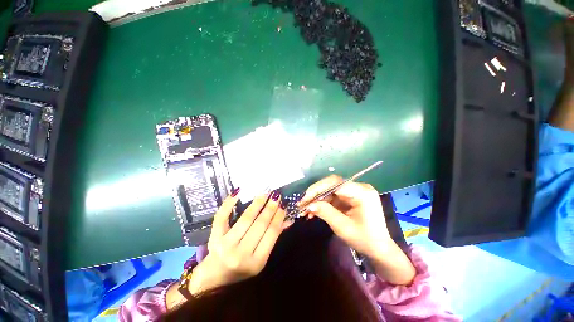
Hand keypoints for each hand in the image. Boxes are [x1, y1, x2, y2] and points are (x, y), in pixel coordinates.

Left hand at [188, 190, 292, 294]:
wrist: (214, 278)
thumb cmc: (241, 269)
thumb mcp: (260, 258)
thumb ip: (273, 238)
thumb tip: (288, 220)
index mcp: (256, 262)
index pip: (271, 234)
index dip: (278, 217)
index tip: (283, 205)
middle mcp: (241, 254)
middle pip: (260, 225)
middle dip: (270, 208)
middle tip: (276, 195)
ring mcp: (225, 245)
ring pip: (245, 219)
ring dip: (257, 203)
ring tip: (265, 193)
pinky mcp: (214, 237)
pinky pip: (222, 217)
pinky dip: (229, 203)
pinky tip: (239, 192)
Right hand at [299, 175, 391, 257]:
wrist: (379, 249)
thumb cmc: (364, 239)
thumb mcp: (343, 227)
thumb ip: (325, 212)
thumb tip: (309, 205)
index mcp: (362, 193)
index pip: (335, 184)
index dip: (317, 189)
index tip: (305, 200)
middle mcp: (359, 187)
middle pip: (332, 184)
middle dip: (316, 193)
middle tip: (303, 203)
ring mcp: (355, 191)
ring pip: (330, 190)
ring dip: (318, 199)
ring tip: (306, 210)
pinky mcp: (351, 196)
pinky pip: (334, 196)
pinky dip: (324, 202)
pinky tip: (315, 210)